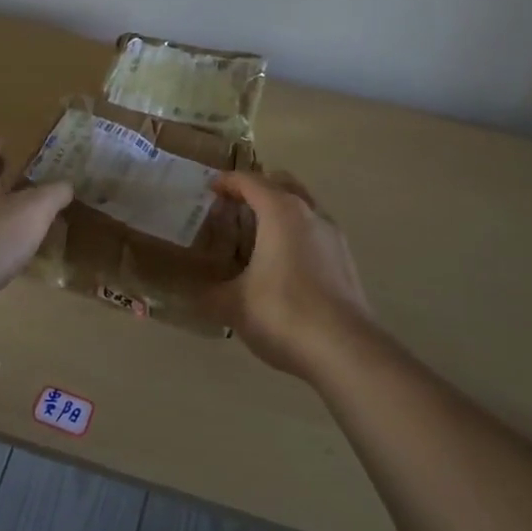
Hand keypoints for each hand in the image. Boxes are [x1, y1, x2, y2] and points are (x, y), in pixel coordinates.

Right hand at [203, 171, 371, 376]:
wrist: (345, 350)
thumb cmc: (283, 312)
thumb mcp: (233, 305)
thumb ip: (207, 293)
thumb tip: (185, 293)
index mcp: (280, 211)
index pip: (249, 181)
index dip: (226, 182)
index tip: (208, 191)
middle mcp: (309, 213)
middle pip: (281, 184)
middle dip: (257, 189)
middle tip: (234, 207)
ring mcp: (332, 236)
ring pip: (303, 207)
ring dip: (279, 212)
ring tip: (256, 237)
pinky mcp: (345, 261)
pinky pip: (315, 233)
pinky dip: (296, 235)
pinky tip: (282, 266)